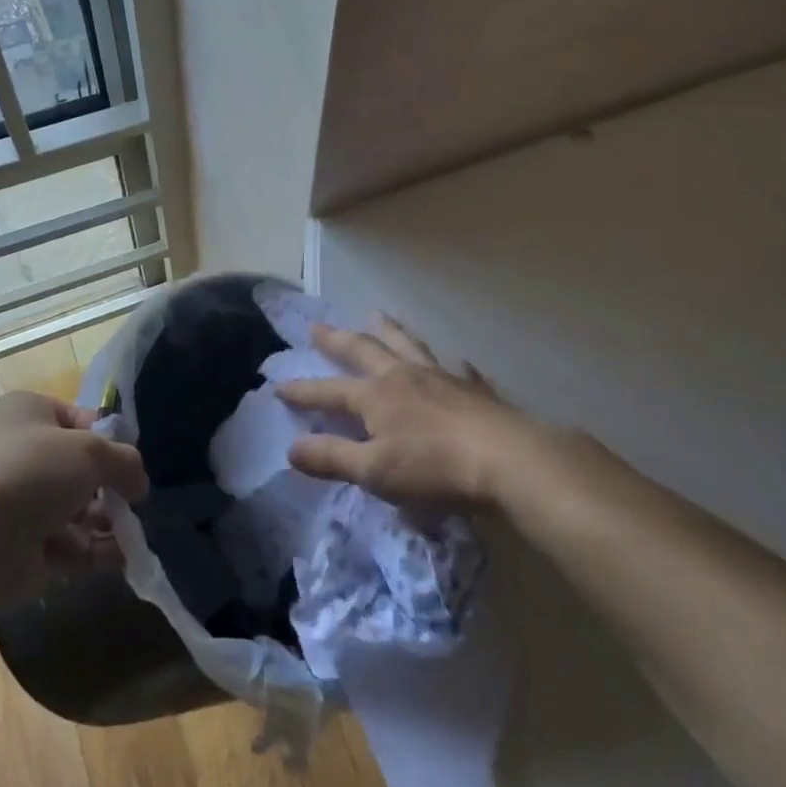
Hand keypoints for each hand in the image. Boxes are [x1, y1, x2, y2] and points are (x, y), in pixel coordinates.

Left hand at [0, 390, 147, 608]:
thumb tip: (139, 483)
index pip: (78, 419)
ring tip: (129, 534)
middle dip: (108, 487)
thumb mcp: (91, 451)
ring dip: (104, 521)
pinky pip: (64, 544)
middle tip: (132, 502)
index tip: (129, 460)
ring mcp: (16, 503)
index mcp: (27, 414)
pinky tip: (119, 558)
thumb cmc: (31, 473)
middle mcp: (18, 453)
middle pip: (77, 468)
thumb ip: (124, 462)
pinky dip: (92, 550)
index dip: (107, 439)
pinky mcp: (17, 548)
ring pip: (73, 509)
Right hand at [277, 318, 543, 511]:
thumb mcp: (375, 471)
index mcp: (376, 396)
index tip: (279, 385)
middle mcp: (404, 376)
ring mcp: (441, 376)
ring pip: (408, 345)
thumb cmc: (434, 469)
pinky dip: (452, 364)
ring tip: (378, 316)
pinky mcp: (473, 388)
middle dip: (338, 340)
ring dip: (389, 331)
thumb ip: (332, 457)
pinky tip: (458, 362)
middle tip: (318, 327)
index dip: (303, 391)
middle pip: (365, 350)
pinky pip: (458, 368)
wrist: (506, 460)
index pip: (329, 391)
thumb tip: (291, 447)